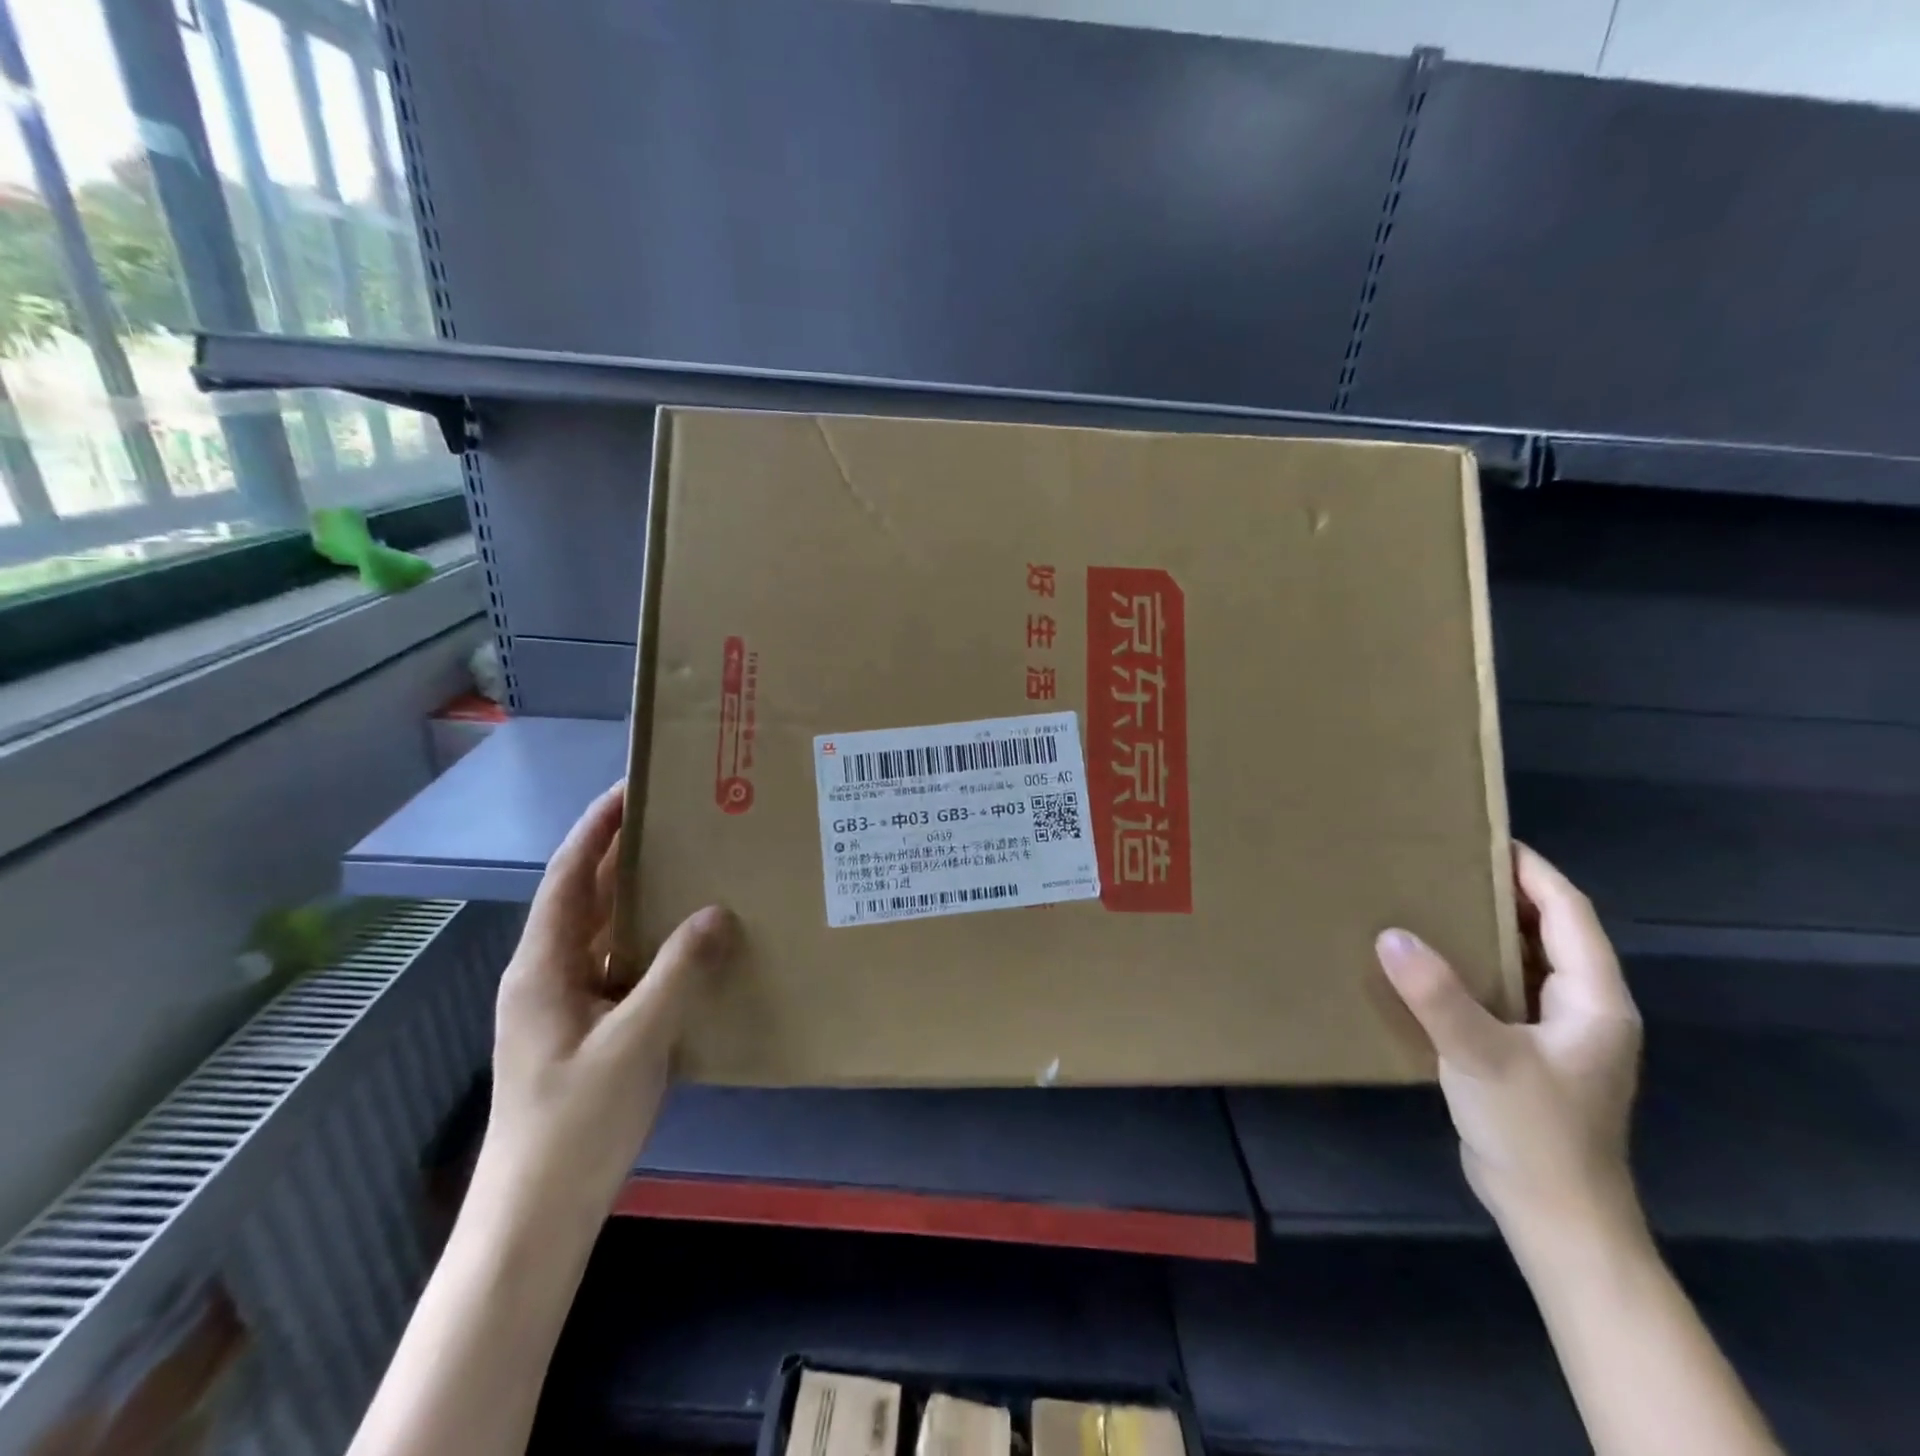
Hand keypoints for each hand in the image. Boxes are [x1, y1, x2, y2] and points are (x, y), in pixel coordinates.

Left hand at [476, 782, 734, 1229]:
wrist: (537, 1213)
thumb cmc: (576, 1121)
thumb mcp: (636, 1040)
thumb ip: (679, 972)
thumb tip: (718, 912)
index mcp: (544, 965)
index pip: (571, 875)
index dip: (598, 827)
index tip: (634, 787)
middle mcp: (548, 973)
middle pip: (588, 896)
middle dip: (625, 853)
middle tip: (679, 820)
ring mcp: (565, 1003)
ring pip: (605, 931)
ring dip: (641, 896)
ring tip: (691, 866)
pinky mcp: (585, 1028)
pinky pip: (620, 964)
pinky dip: (651, 941)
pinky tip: (689, 941)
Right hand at [1376, 845, 1643, 1249]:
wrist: (1555, 1217)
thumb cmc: (1535, 1132)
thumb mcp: (1482, 1057)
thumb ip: (1438, 995)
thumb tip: (1390, 935)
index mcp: (1594, 1000)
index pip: (1568, 913)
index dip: (1531, 871)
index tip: (1482, 837)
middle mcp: (1583, 1009)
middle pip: (1548, 931)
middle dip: (1502, 892)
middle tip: (1440, 862)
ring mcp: (1556, 1033)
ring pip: (1523, 961)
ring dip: (1484, 929)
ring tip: (1427, 900)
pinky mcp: (1526, 1052)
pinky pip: (1500, 990)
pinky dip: (1470, 965)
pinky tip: (1427, 962)